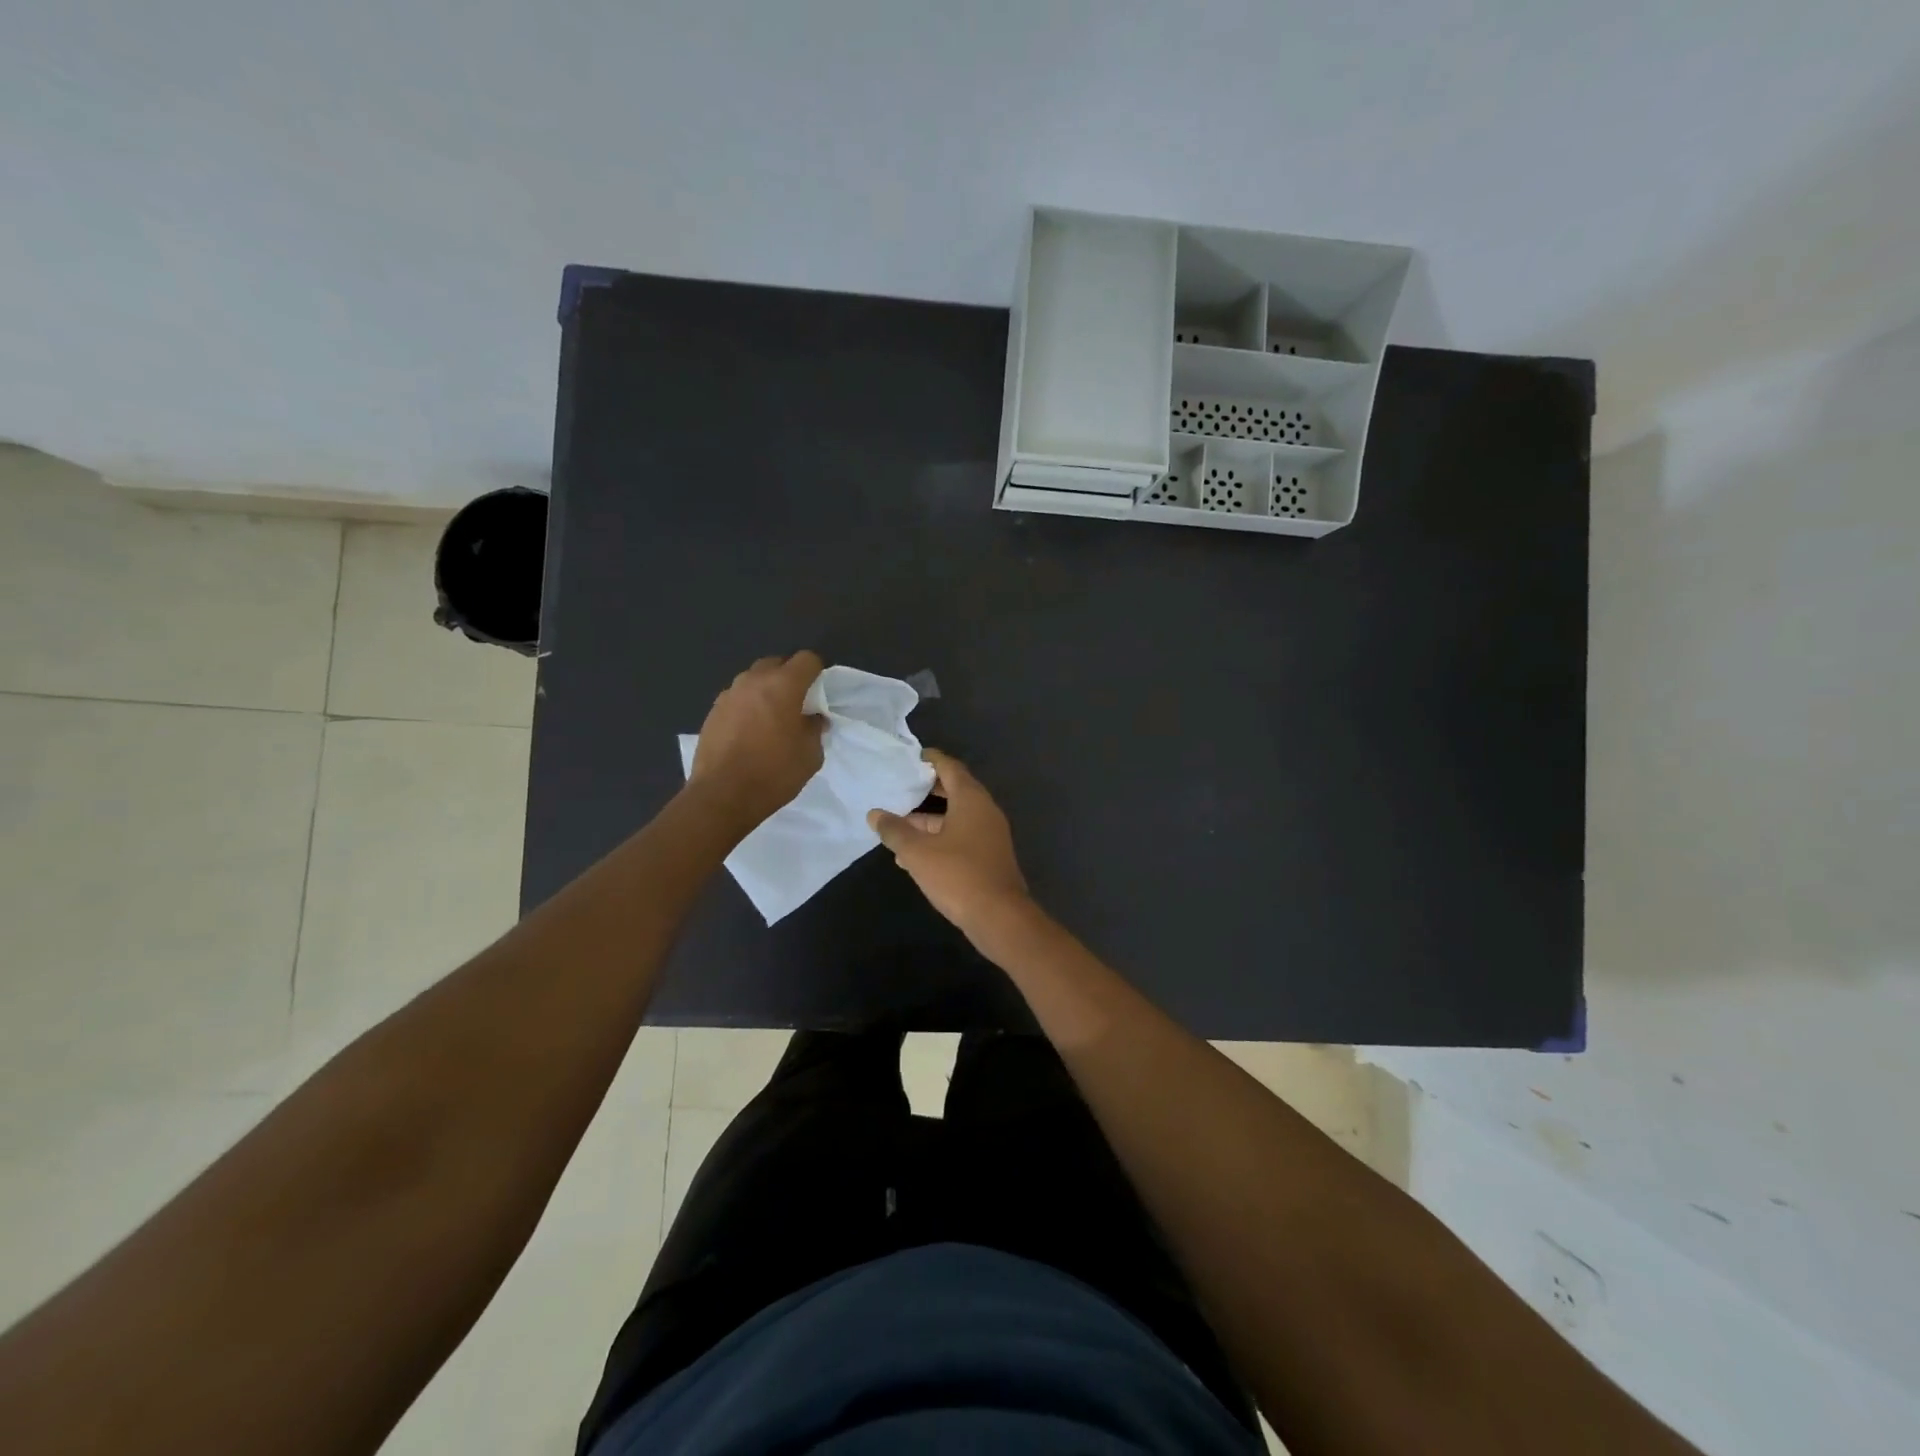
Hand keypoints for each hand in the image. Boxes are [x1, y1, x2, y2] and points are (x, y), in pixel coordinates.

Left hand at [688, 652, 825, 829]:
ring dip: (766, 690)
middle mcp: (753, 680)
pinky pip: (737, 698)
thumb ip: (815, 728)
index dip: (817, 672)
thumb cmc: (774, 773)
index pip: (807, 659)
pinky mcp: (713, 711)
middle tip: (796, 704)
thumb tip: (813, 717)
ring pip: (753, 679)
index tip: (819, 693)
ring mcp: (729, 694)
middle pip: (777, 663)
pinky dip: (747, 705)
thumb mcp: (810, 754)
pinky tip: (750, 731)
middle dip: (789, 677)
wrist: (722, 795)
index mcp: (783, 685)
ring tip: (771, 717)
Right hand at [868, 749, 1030, 939]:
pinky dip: (939, 838)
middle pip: (955, 790)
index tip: (910, 758)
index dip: (930, 760)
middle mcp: (985, 811)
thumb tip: (875, 814)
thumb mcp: (918, 852)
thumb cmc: (958, 875)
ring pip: (956, 817)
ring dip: (929, 820)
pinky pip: (961, 837)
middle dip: (927, 790)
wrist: (1000, 917)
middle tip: (900, 787)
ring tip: (897, 826)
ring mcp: (990, 834)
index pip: (950, 767)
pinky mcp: (989, 856)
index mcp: (971, 799)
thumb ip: (895, 831)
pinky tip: (913, 856)